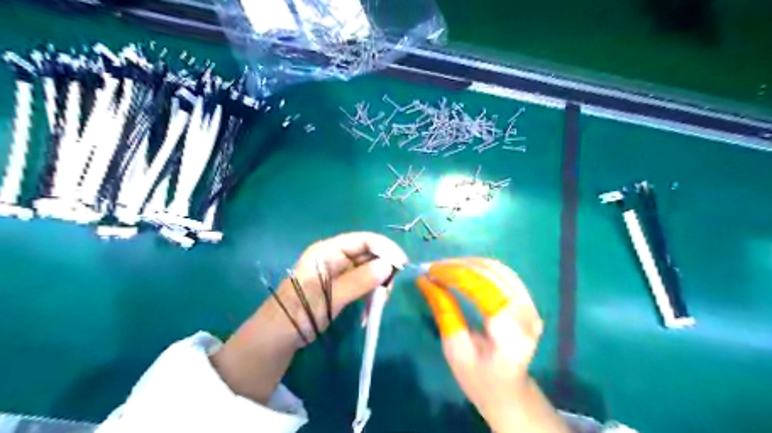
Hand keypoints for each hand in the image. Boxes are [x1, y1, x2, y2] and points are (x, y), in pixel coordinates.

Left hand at [208, 232, 405, 404]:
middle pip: (369, 254)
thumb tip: (388, 266)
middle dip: (383, 271)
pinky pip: (363, 286)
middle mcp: (334, 258)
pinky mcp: (341, 288)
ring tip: (377, 306)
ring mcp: (338, 273)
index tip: (401, 265)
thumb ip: (358, 281)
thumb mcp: (327, 298)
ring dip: (378, 287)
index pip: (363, 240)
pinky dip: (370, 297)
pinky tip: (368, 313)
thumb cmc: (296, 315)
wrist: (274, 341)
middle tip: (387, 294)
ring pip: (369, 271)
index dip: (385, 248)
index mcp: (327, 252)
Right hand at [417, 258, 564, 430]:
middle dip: (458, 265)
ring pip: (498, 268)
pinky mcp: (528, 301)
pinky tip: (462, 269)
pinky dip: (480, 267)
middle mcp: (526, 313)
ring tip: (444, 267)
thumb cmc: (479, 379)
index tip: (429, 272)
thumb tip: (424, 281)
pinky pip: (503, 273)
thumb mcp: (455, 349)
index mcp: (509, 333)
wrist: (510, 392)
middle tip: (432, 268)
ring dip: (468, 262)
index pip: (482, 289)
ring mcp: (530, 305)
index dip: (454, 274)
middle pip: (491, 274)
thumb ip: (443, 310)